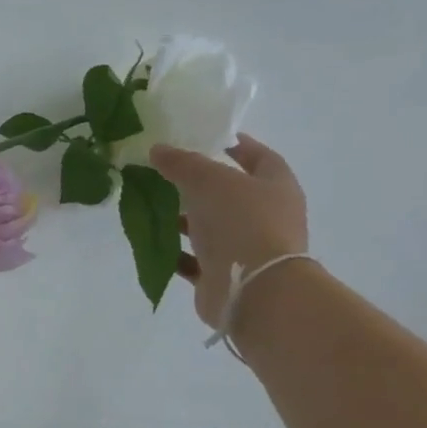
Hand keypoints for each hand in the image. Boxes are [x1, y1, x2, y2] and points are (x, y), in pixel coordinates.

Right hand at [149, 135, 308, 329]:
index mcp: (275, 187)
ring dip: (183, 219)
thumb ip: (182, 163)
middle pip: (230, 194)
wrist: (253, 289)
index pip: (259, 157)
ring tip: (151, 207)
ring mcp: (245, 248)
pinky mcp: (222, 275)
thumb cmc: (242, 223)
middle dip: (199, 185)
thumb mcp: (209, 181)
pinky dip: (174, 252)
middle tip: (165, 173)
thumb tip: (158, 149)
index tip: (206, 138)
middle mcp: (265, 216)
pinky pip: (194, 259)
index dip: (235, 146)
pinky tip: (152, 242)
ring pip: (210, 227)